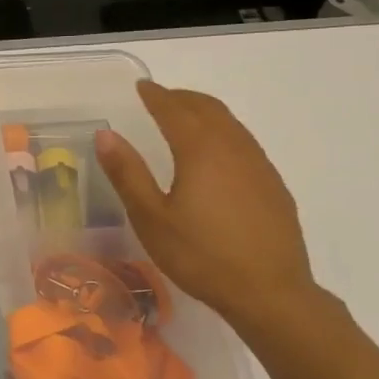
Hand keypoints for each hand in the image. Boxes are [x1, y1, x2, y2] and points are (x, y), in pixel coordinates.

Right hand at [94, 82, 320, 329]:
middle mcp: (234, 147)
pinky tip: (216, 155)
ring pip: (230, 124)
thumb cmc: (201, 255)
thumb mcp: (151, 218)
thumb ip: (128, 173)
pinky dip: (223, 133)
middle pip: (207, 109)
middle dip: (182, 98)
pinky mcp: (273, 185)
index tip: (141, 87)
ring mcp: (259, 165)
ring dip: (205, 113)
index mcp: (200, 150)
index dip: (156, 96)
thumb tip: (105, 134)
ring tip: (185, 118)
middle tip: (161, 97)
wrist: (269, 292)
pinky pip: (244, 143)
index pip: (174, 110)